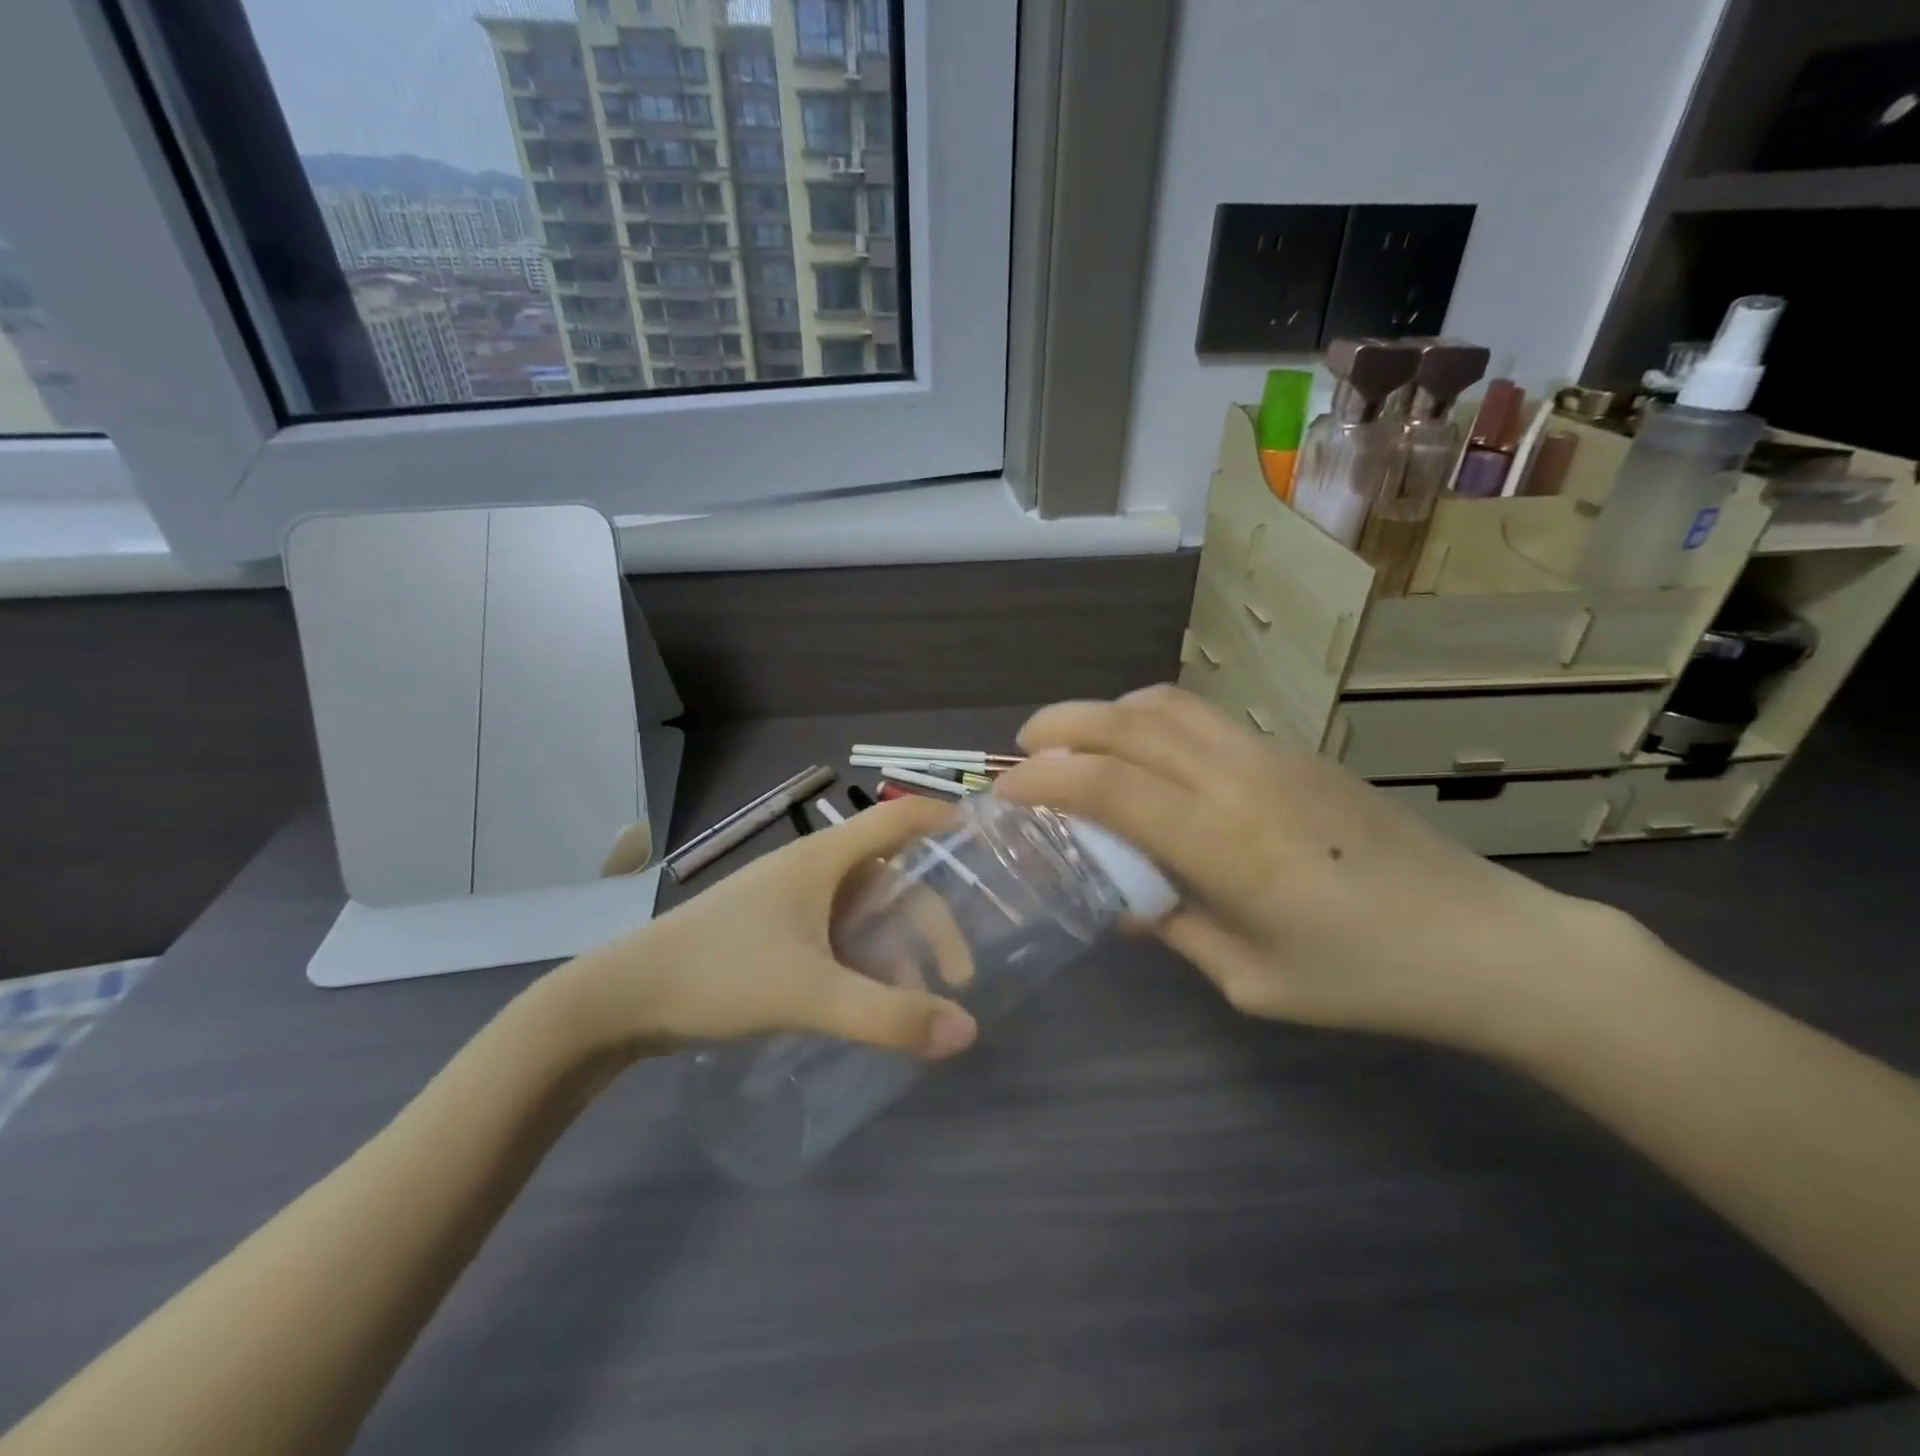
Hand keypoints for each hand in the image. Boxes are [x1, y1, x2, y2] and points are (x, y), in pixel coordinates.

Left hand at [551, 797, 979, 1063]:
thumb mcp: (810, 994)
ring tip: (915, 1001)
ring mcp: (789, 900)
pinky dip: (865, 959)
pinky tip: (868, 1001)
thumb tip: (967, 1031)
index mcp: (824, 858)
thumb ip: (888, 1016)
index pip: (900, 817)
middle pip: (892, 878)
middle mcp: (812, 868)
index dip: (947, 819)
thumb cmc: (719, 973)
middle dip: (931, 921)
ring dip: (898, 948)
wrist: (621, 998)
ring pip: (865, 910)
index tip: (991, 843)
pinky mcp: (773, 930)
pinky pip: (838, 933)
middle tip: (958, 975)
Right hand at [994, 686, 1630, 1054]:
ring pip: (1166, 704)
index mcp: (1223, 843)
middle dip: (1060, 726)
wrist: (1487, 941)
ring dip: (1106, 713)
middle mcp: (1238, 780)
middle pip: (1127, 723)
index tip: (1005, 792)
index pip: (1108, 786)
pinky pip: (1203, 717)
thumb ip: (1175, 928)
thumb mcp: (1251, 980)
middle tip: (1022, 749)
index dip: (1043, 781)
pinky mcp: (1294, 752)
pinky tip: (1146, 756)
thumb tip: (1123, 900)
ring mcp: (1270, 755)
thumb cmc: (1364, 978)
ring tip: (1076, 743)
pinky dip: (1151, 720)